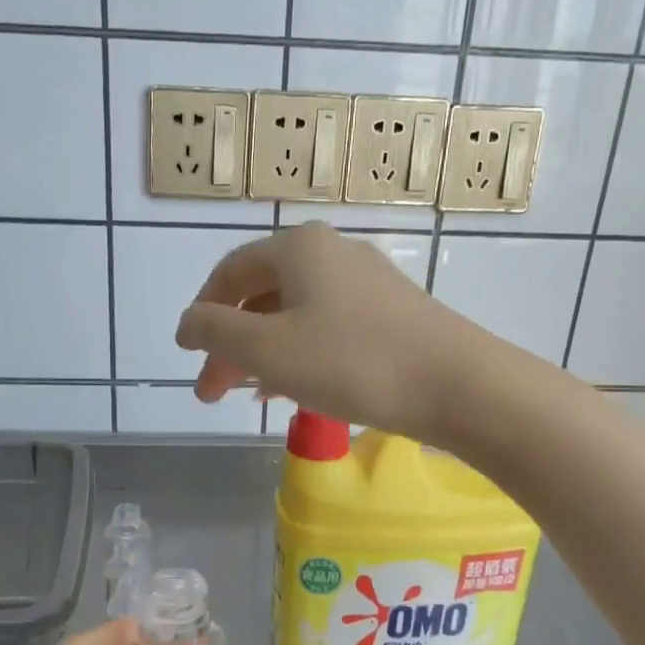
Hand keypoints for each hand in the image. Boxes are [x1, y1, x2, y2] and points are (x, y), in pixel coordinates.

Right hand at [174, 222, 486, 442]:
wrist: (457, 384)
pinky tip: (296, 389)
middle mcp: (332, 253)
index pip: (230, 272)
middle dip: (231, 345)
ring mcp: (367, 282)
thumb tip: (187, 323)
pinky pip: (327, 328)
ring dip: (264, 354)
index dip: (202, 314)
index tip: (188, 355)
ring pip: (294, 315)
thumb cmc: (352, 361)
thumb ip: (215, 332)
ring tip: (250, 395)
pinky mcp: (391, 314)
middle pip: (262, 296)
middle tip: (212, 392)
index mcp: (298, 249)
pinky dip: (300, 355)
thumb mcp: (268, 349)